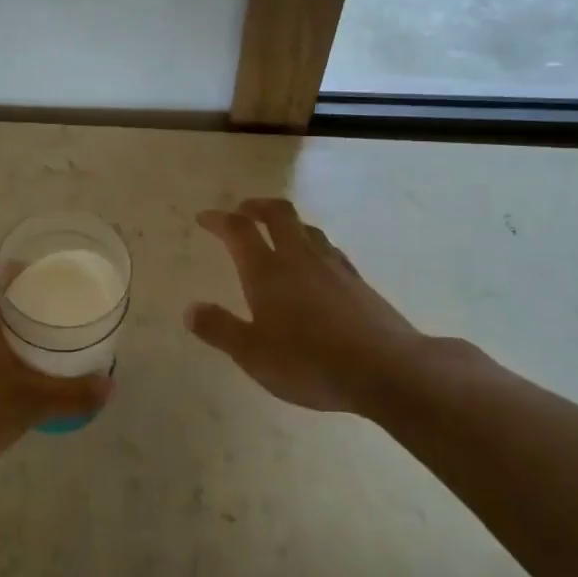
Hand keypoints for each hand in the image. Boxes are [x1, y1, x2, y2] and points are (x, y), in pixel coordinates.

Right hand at [187, 198, 470, 416]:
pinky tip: (316, 265)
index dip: (218, 219)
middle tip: (243, 210)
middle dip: (257, 206)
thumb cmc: (309, 362)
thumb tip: (190, 309)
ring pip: (307, 229)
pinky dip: (313, 246)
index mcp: (267, 271)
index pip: (238, 230)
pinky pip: (329, 250)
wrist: (386, 370)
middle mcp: (299, 258)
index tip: (204, 218)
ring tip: (277, 233)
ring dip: (287, 223)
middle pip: (278, 214)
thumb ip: (219, 329)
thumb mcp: (252, 354)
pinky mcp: (358, 282)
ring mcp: (333, 267)